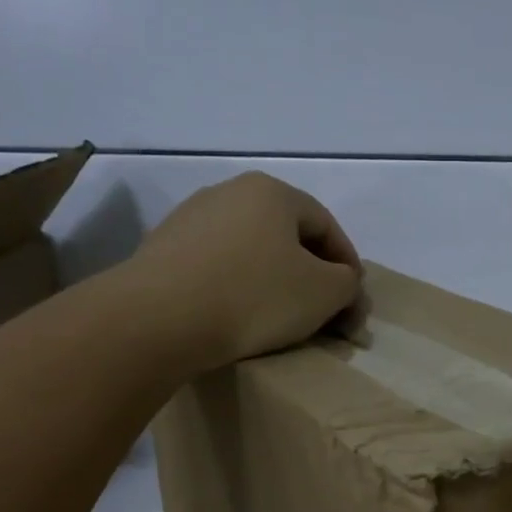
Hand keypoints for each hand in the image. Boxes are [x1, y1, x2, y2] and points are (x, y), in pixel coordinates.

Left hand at [132, 172, 364, 369]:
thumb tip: (343, 284)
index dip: (349, 266)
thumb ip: (347, 284)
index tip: (353, 304)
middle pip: (287, 237)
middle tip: (322, 314)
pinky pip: (217, 268)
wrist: (158, 319)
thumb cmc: (254, 296)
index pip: (327, 226)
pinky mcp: (162, 250)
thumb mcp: (324, 293)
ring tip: (279, 320)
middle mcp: (228, 192)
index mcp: (272, 191)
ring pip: (251, 252)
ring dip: (273, 282)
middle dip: (311, 276)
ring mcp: (189, 219)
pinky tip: (236, 317)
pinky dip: (236, 289)